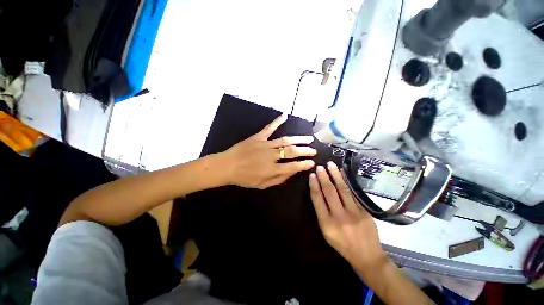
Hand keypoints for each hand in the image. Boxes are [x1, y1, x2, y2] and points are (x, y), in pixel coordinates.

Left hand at [220, 114, 316, 188]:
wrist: (227, 166)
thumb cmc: (244, 178)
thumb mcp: (262, 184)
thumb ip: (278, 179)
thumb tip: (292, 172)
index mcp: (271, 169)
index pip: (293, 166)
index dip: (304, 165)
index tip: (312, 163)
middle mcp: (271, 156)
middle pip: (292, 152)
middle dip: (305, 151)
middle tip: (314, 150)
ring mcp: (264, 144)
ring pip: (285, 140)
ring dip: (298, 139)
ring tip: (309, 139)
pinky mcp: (258, 137)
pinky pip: (269, 128)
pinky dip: (277, 121)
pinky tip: (284, 115)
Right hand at [309, 162, 385, 269]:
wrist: (367, 255)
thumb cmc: (342, 244)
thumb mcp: (326, 231)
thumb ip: (322, 212)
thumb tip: (319, 192)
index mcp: (326, 223)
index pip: (317, 199)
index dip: (314, 185)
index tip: (311, 175)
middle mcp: (339, 216)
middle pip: (329, 192)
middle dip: (323, 177)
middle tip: (319, 167)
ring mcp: (353, 213)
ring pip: (342, 189)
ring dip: (335, 175)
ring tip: (330, 164)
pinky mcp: (364, 211)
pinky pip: (353, 193)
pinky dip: (346, 181)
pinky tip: (342, 174)